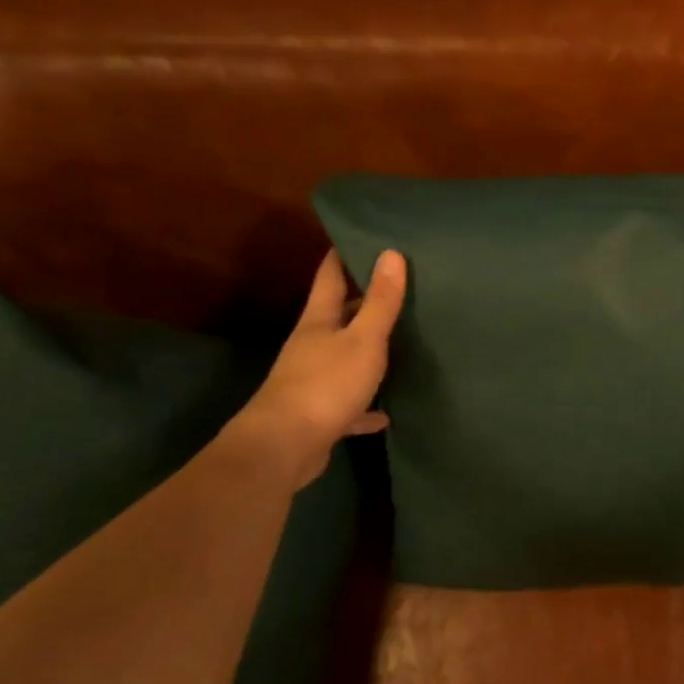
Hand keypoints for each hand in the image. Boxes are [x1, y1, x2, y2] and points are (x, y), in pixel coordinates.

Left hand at [235, 248, 406, 485]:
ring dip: (366, 352)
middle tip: (397, 286)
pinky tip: (386, 412)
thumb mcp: (363, 339)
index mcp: (319, 321)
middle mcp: (312, 345)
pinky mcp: (319, 414)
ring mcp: (313, 380)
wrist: (284, 447)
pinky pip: (350, 403)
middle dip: (362, 301)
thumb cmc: (326, 384)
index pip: (330, 276)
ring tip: (398, 342)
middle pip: (338, 315)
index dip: (343, 255)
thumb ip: (380, 302)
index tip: (361, 236)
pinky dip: (366, 405)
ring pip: (344, 357)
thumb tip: (391, 253)